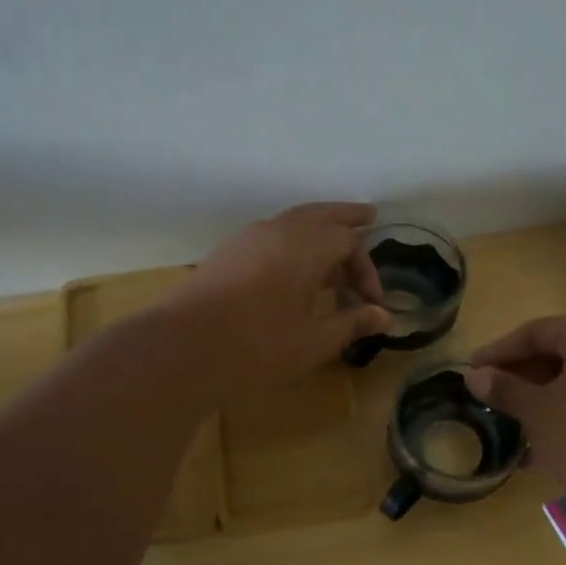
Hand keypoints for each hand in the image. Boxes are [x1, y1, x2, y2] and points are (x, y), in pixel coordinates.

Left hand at [165, 202, 390, 398]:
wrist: (180, 350)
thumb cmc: (257, 348)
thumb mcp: (313, 342)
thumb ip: (350, 324)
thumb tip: (385, 316)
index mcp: (306, 247)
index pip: (348, 242)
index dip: (366, 270)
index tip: (371, 303)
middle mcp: (278, 231)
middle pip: (320, 214)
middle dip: (345, 218)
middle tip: (368, 216)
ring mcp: (247, 239)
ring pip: (291, 220)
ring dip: (316, 228)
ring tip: (331, 242)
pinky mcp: (226, 253)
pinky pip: (269, 234)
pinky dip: (291, 239)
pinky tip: (291, 265)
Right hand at [464, 315, 565, 512]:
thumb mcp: (539, 414)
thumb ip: (505, 389)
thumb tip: (474, 375)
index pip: (539, 330)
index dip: (501, 349)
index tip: (473, 368)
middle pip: (564, 351)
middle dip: (524, 374)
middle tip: (493, 394)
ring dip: (546, 397)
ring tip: (516, 423)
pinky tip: (548, 446)